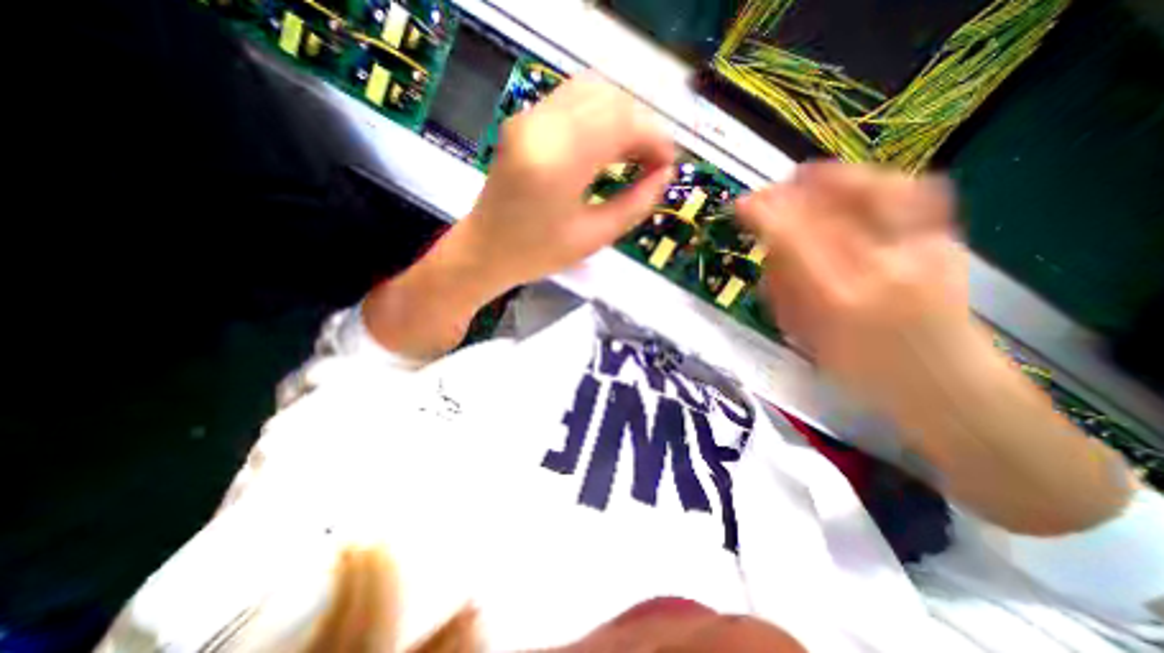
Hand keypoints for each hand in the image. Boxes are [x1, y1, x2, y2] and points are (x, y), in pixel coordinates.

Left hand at [455, 69, 672, 288]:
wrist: (484, 250)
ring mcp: (528, 118)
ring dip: (622, 118)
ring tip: (633, 156)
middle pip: (610, 98)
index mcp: (558, 160)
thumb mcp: (593, 237)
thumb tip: (665, 177)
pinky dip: (600, 117)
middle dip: (642, 127)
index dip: (655, 138)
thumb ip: (635, 204)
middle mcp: (541, 125)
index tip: (669, 165)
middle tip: (652, 164)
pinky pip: (573, 101)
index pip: (622, 122)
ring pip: (593, 91)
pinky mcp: (523, 121)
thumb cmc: (536, 254)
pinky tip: (607, 146)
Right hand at [739, 159, 975, 409]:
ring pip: (876, 189)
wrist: (946, 387)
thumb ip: (786, 290)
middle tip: (771, 191)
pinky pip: (917, 194)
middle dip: (792, 193)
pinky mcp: (947, 244)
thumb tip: (769, 249)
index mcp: (838, 299)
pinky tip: (857, 182)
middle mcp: (882, 267)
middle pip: (830, 208)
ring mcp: (924, 250)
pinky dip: (882, 180)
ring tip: (806, 179)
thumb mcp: (808, 337)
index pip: (792, 239)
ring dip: (833, 178)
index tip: (743, 204)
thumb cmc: (862, 372)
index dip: (764, 214)